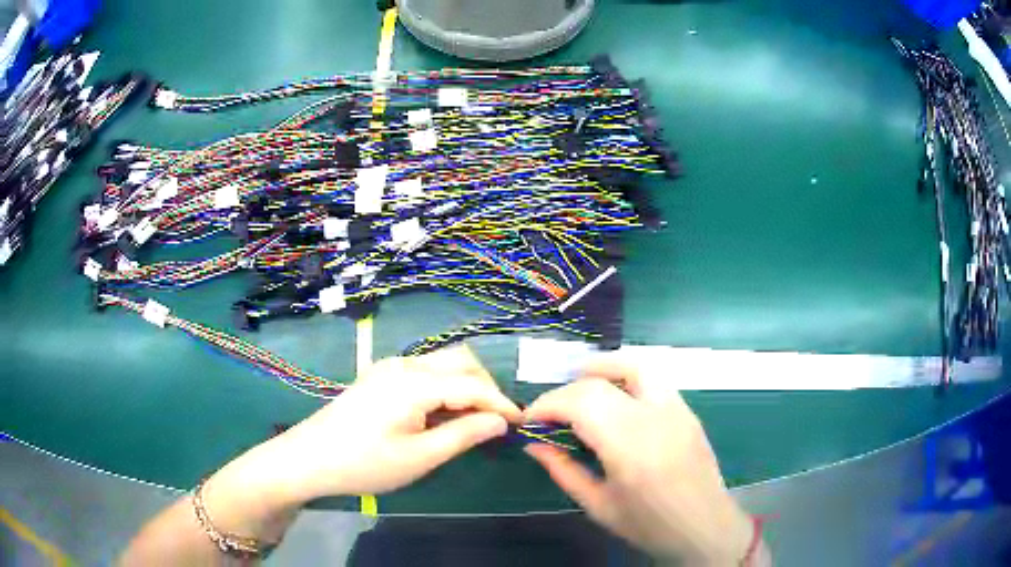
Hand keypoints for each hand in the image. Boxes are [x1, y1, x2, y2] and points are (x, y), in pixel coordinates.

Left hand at [263, 347, 520, 500]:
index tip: (522, 423)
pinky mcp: (380, 376)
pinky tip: (441, 415)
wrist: (309, 459)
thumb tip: (500, 421)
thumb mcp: (420, 457)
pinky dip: (444, 387)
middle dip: (486, 388)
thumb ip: (464, 435)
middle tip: (496, 421)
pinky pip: (424, 372)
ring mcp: (389, 367)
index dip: (501, 403)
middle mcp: (404, 364)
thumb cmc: (365, 464)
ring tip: (472, 421)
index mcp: (415, 382)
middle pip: (460, 361)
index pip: (473, 385)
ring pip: (442, 364)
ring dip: (465, 386)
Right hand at [524, 359, 753, 564]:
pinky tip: (614, 397)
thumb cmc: (649, 524)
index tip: (530, 419)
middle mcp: (654, 418)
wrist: (705, 526)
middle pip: (600, 383)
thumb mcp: (599, 506)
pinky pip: (653, 379)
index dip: (547, 404)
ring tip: (579, 384)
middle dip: (565, 392)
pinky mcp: (687, 410)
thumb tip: (534, 444)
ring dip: (600, 369)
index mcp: (630, 447)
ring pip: (634, 365)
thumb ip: (563, 470)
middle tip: (550, 413)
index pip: (580, 403)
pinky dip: (626, 377)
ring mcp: (676, 409)